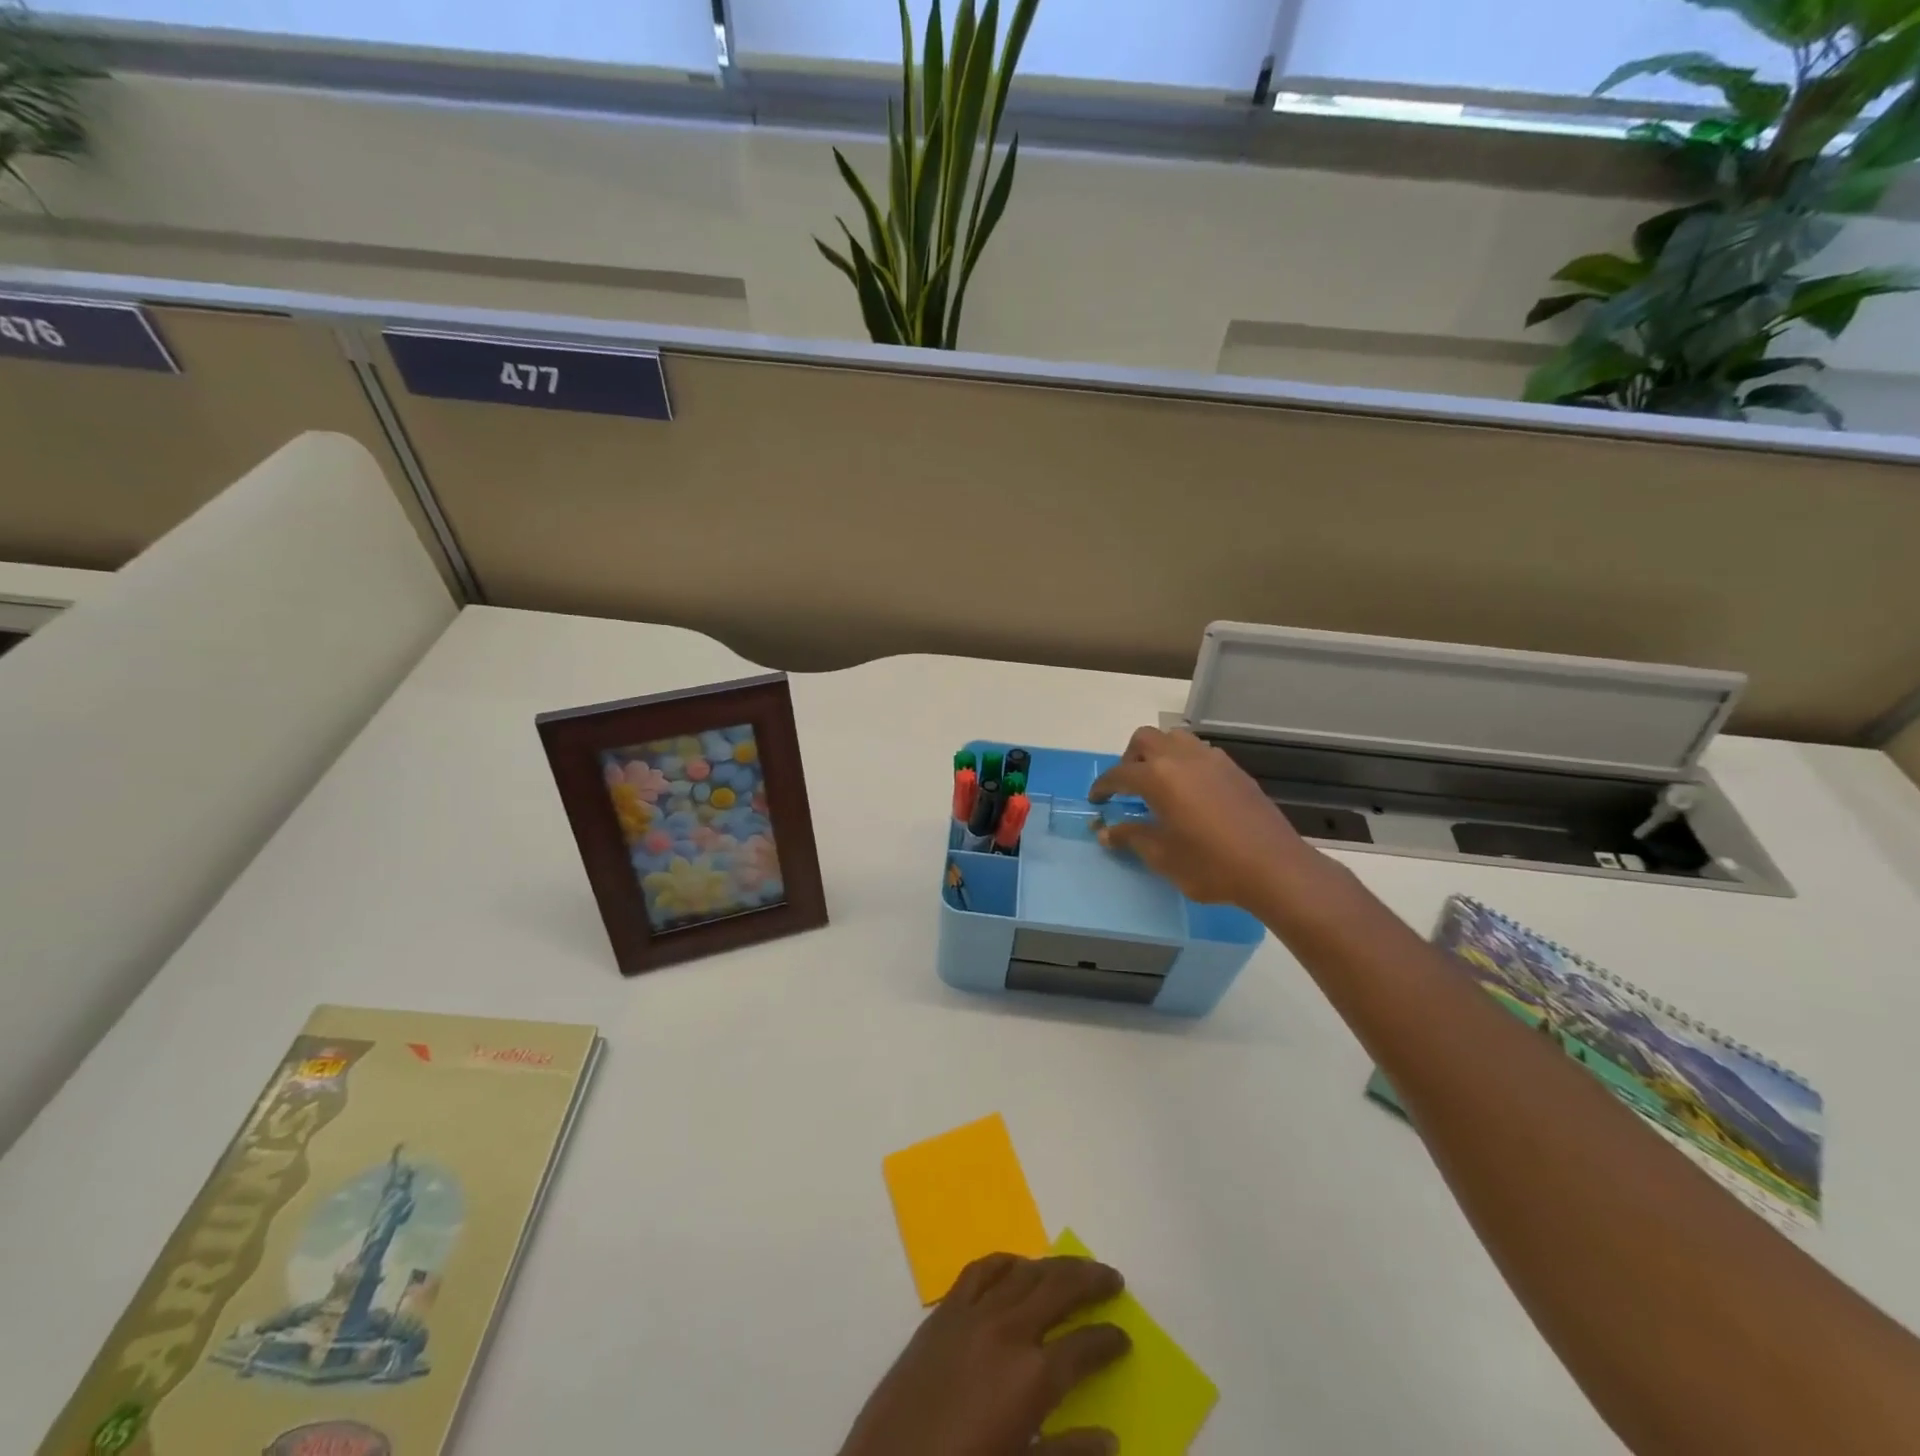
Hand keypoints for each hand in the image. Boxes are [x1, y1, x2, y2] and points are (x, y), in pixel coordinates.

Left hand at [837, 1253, 1131, 1455]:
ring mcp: (974, 1314)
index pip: (1085, 1347)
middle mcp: (1008, 1331)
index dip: (1108, 1340)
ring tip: (1074, 1267)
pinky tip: (1017, 1266)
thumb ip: (1068, 1453)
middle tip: (1113, 1279)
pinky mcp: (944, 1311)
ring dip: (1054, 1266)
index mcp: (1032, 1377)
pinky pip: (981, 1270)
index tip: (1124, 1338)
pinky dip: (1006, 1262)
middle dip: (1090, 1280)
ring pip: (1024, 1271)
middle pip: (1059, 1289)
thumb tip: (1109, 1438)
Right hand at [1089, 726, 1312, 909]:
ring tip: (1159, 784)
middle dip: (1129, 758)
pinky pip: (1200, 753)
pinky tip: (1190, 792)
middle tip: (1128, 787)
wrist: (1274, 867)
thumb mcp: (1162, 856)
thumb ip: (1131, 837)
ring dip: (1159, 753)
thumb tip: (1106, 831)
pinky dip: (1185, 762)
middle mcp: (1182, 758)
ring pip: (1175, 739)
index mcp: (1158, 777)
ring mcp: (1212, 760)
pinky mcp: (1234, 770)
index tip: (1096, 800)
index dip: (1103, 786)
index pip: (1119, 773)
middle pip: (1145, 739)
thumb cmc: (1210, 864)